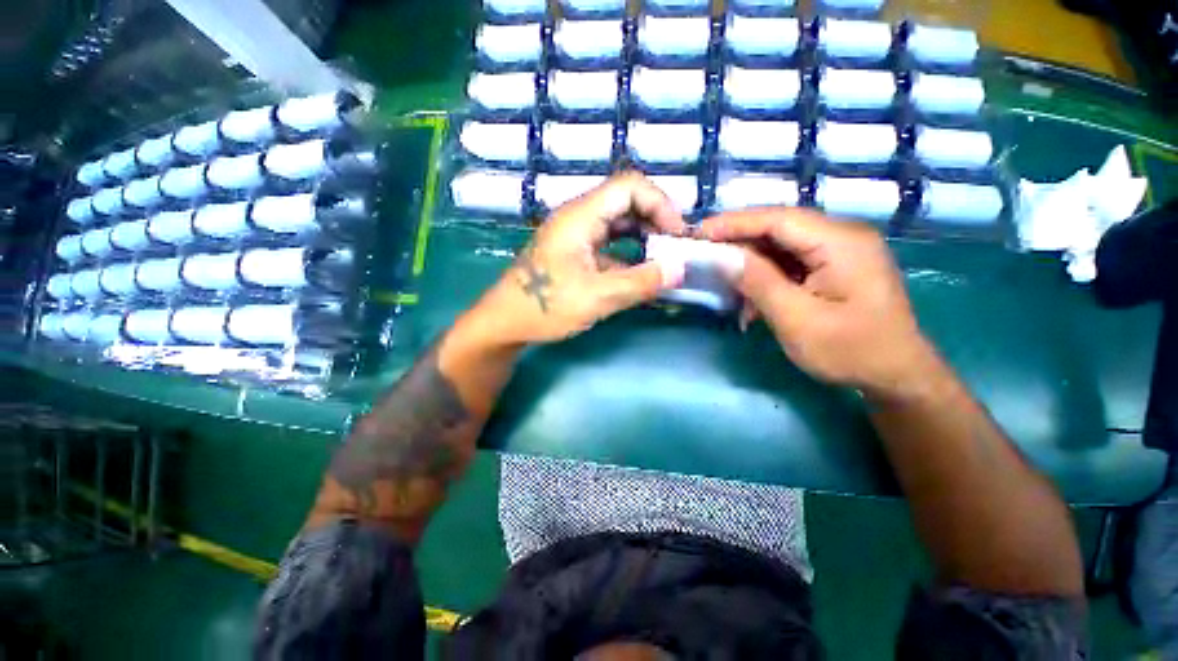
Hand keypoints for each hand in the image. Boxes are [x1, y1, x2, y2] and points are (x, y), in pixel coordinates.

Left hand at [461, 172, 688, 346]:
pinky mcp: (575, 252)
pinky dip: (629, 253)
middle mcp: (578, 217)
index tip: (677, 235)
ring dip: (643, 236)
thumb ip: (640, 282)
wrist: (505, 322)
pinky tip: (640, 272)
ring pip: (618, 222)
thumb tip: (680, 269)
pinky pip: (609, 243)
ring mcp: (575, 235)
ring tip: (663, 258)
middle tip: (674, 247)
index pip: (629, 186)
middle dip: (655, 219)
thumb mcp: (596, 298)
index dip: (660, 204)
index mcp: (580, 216)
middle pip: (625, 201)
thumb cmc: (544, 308)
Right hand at [697, 208, 942, 398]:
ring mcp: (840, 250)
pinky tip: (751, 299)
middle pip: (778, 227)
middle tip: (703, 254)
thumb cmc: (850, 351)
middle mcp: (842, 236)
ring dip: (750, 263)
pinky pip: (792, 261)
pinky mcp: (835, 266)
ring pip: (781, 245)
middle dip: (738, 241)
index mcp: (840, 242)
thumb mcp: (797, 319)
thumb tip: (722, 256)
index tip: (698, 234)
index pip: (777, 219)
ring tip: (723, 282)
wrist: (897, 376)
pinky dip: (766, 276)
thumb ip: (759, 282)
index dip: (733, 223)